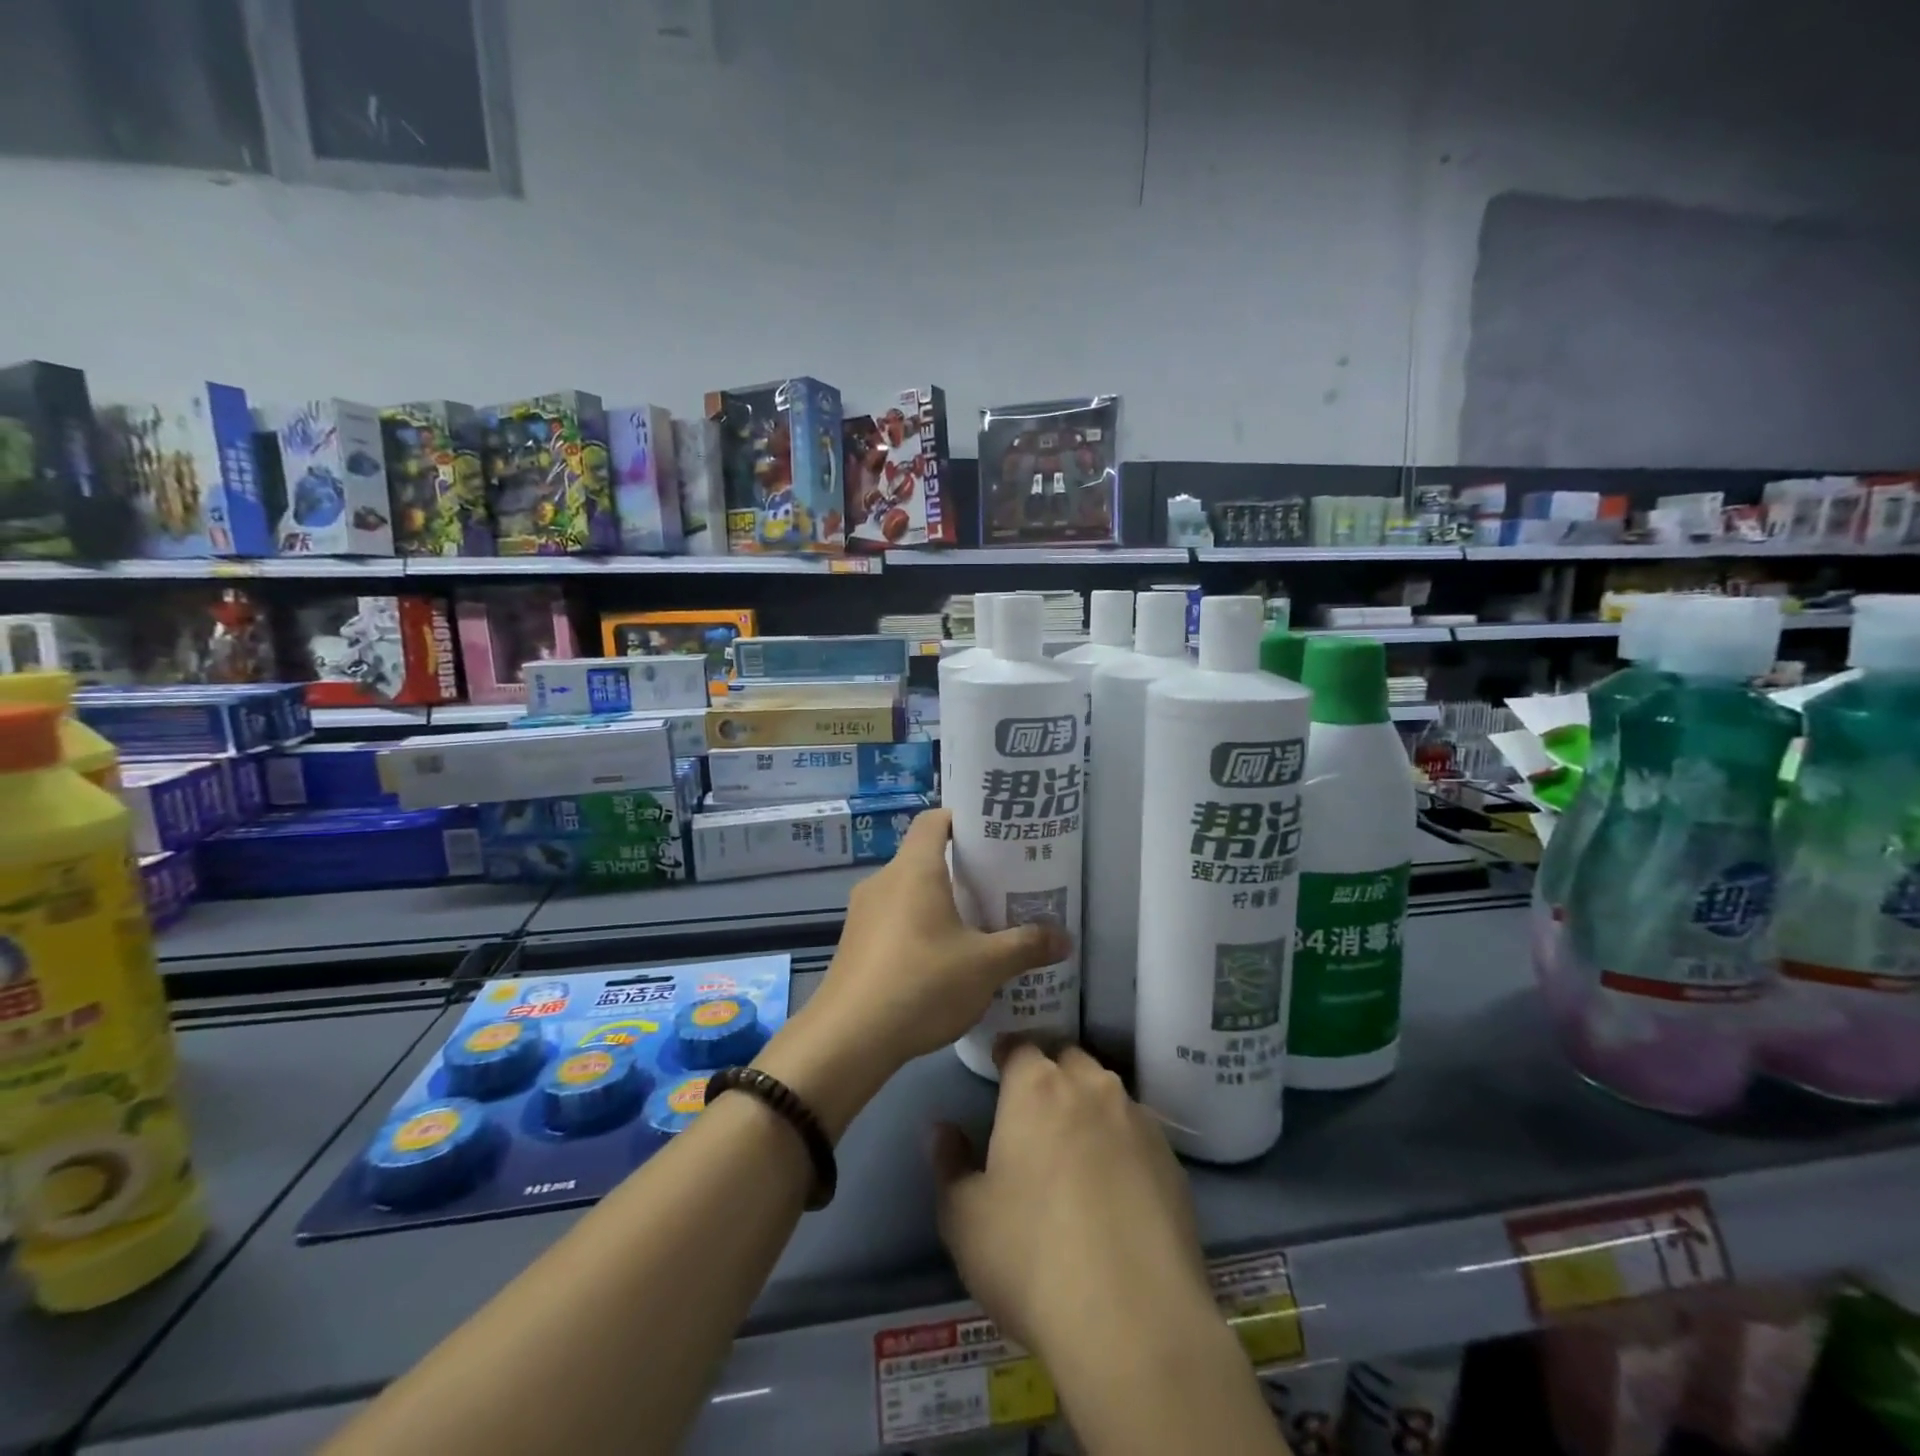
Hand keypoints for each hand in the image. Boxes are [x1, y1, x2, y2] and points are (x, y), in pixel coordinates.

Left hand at [756, 810, 1067, 1137]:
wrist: (848, 1039)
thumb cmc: (922, 984)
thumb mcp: (985, 966)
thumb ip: (1026, 946)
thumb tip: (1065, 939)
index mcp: (914, 869)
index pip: (935, 820)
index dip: (963, 821)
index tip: (994, 838)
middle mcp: (884, 880)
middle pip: (924, 857)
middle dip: (962, 869)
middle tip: (1000, 887)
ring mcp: (863, 912)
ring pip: (908, 891)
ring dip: (940, 902)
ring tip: (977, 926)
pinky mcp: (854, 943)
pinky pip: (893, 919)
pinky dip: (918, 926)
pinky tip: (941, 960)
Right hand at [931, 1040, 1214, 1359]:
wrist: (1135, 1323)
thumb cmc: (1031, 1259)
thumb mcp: (963, 1219)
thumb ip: (949, 1163)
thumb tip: (942, 1129)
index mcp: (1037, 1088)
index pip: (1020, 1046)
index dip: (1007, 1055)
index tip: (998, 1071)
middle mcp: (1091, 1088)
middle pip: (1067, 1060)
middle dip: (1050, 1075)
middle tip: (1034, 1114)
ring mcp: (1138, 1122)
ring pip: (1106, 1094)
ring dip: (1088, 1108)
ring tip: (1076, 1151)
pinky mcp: (1173, 1162)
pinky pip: (1138, 1135)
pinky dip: (1122, 1146)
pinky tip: (1115, 1189)